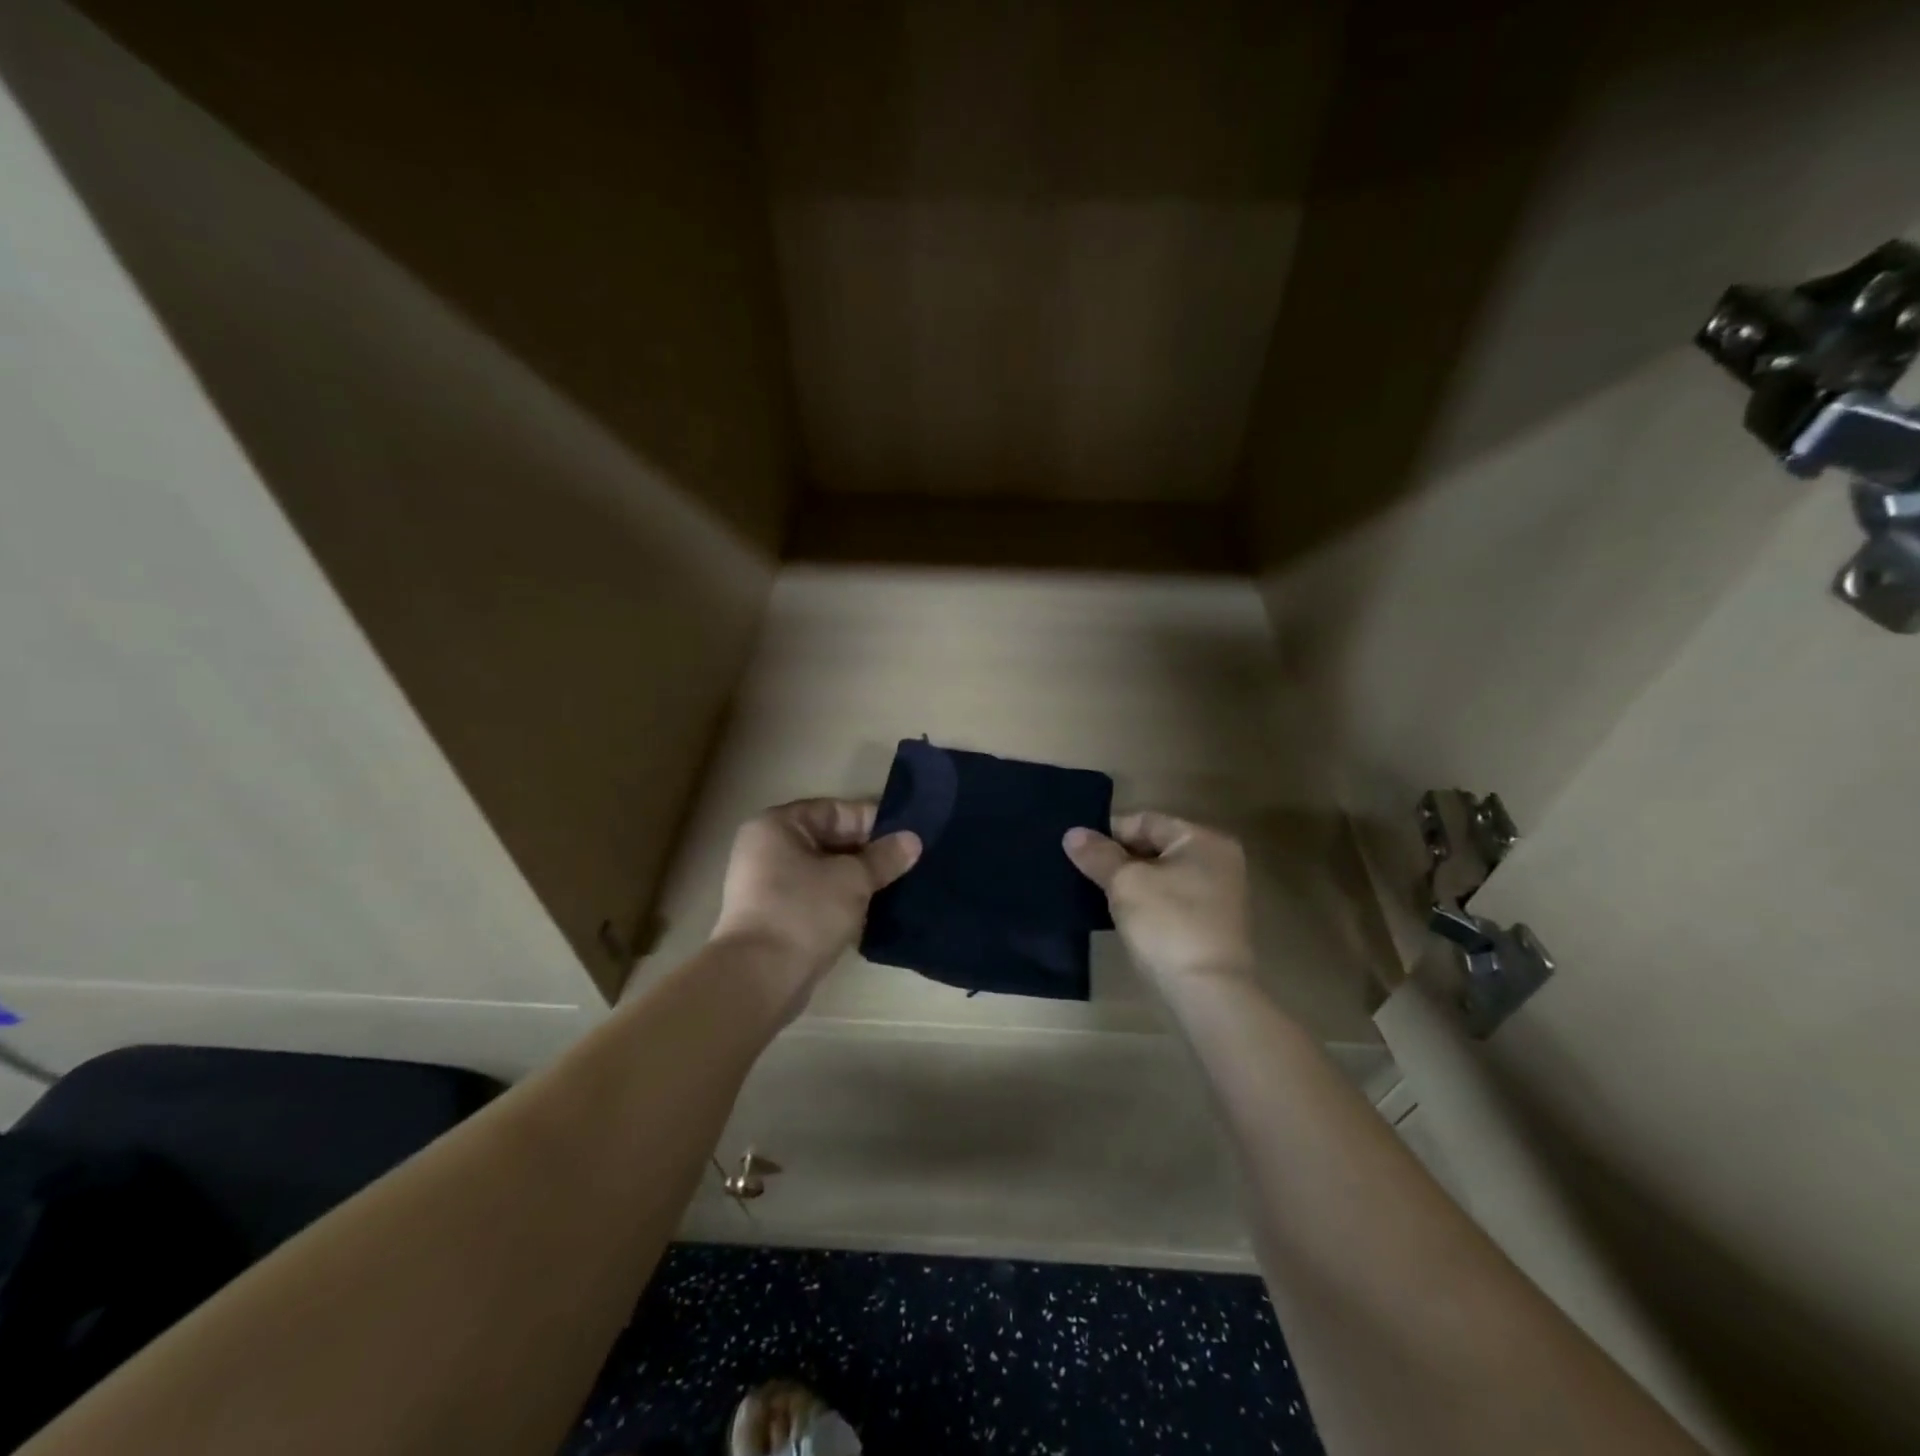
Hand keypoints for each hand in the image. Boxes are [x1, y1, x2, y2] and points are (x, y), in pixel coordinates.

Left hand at [710, 798, 920, 990]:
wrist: (759, 979)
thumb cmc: (804, 912)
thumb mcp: (853, 879)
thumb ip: (884, 857)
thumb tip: (913, 840)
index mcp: (777, 825)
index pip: (834, 810)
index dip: (872, 822)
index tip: (907, 837)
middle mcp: (766, 847)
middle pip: (828, 840)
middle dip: (867, 852)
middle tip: (907, 863)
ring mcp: (765, 884)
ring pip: (823, 871)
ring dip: (856, 878)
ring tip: (895, 886)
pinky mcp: (772, 916)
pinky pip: (814, 896)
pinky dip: (840, 899)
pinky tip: (871, 911)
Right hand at [1064, 812, 1253, 993]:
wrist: (1208, 993)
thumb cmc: (1168, 925)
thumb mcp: (1125, 884)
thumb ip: (1098, 855)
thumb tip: (1072, 833)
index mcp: (1203, 840)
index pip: (1146, 821)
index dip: (1109, 833)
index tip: (1079, 852)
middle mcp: (1218, 861)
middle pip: (1155, 847)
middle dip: (1119, 859)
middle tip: (1084, 873)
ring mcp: (1220, 895)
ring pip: (1162, 876)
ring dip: (1131, 883)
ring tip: (1097, 895)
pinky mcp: (1212, 925)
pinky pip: (1172, 900)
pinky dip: (1148, 904)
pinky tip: (1123, 917)